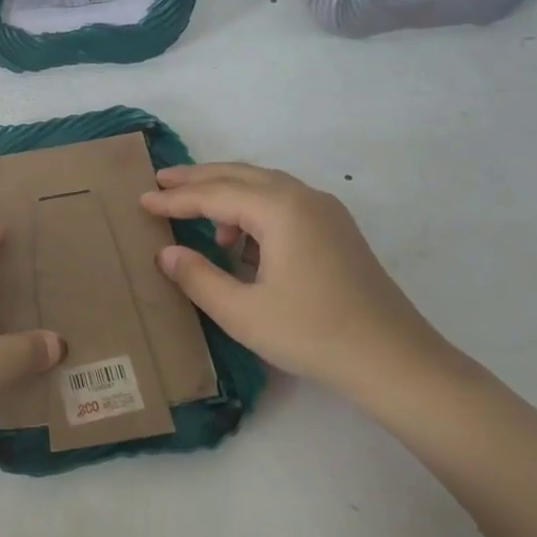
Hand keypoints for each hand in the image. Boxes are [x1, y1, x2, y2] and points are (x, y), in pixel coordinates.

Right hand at [140, 162, 460, 396]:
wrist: (394, 360)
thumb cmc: (312, 333)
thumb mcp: (242, 312)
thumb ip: (198, 277)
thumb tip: (166, 253)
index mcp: (280, 210)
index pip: (215, 195)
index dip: (175, 199)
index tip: (141, 200)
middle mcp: (304, 198)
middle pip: (241, 175)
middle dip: (199, 178)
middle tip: (162, 181)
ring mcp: (326, 212)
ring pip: (265, 186)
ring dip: (228, 193)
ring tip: (198, 217)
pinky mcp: (338, 231)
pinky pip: (284, 204)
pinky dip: (254, 210)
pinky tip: (241, 241)